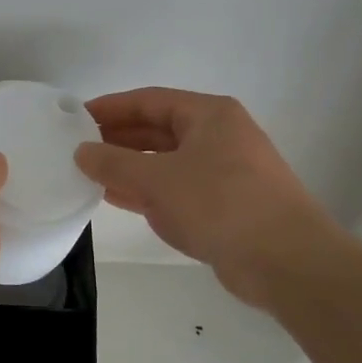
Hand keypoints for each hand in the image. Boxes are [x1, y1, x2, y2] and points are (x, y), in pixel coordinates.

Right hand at [75, 88, 344, 306]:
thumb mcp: (158, 179)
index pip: (149, 100)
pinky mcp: (223, 204)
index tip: (75, 118)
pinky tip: (115, 197)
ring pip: (165, 160)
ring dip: (128, 166)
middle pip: (157, 129)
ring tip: (88, 173)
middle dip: (117, 138)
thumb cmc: (220, 204)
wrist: (287, 262)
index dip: (110, 108)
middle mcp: (218, 136)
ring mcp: (223, 171)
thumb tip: (81, 151)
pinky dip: (146, 190)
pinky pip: (175, 188)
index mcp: (209, 115)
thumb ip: (113, 163)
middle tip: (76, 147)